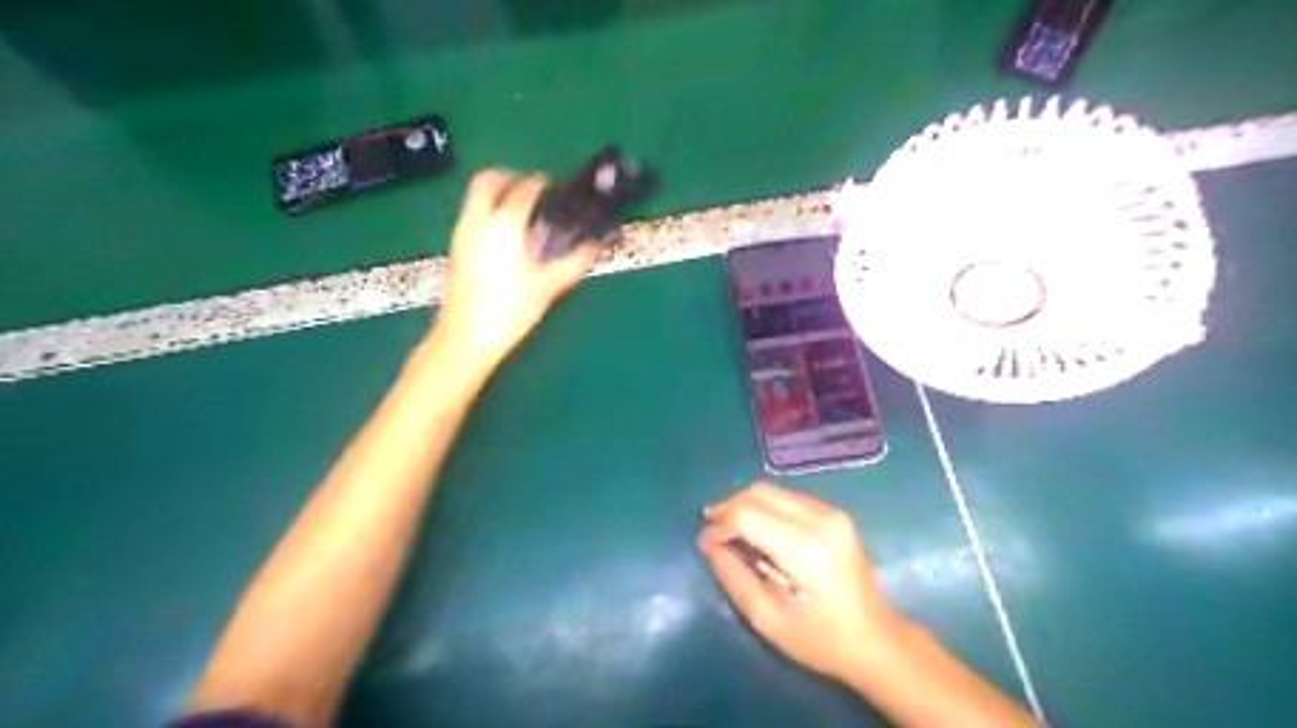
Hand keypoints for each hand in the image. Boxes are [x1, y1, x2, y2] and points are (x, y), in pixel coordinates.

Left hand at [432, 168, 599, 364]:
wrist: (467, 336)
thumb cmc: (510, 308)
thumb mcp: (549, 285)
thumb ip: (575, 262)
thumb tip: (598, 248)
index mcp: (505, 223)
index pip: (523, 189)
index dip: (540, 183)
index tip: (552, 186)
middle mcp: (478, 220)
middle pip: (487, 180)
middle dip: (509, 177)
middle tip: (530, 189)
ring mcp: (462, 233)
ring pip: (475, 196)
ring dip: (496, 193)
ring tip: (520, 211)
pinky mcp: (456, 248)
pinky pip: (471, 214)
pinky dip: (487, 210)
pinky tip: (505, 235)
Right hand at [699, 484, 903, 681]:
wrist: (876, 640)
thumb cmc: (819, 640)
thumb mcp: (766, 618)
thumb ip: (732, 575)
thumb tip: (707, 542)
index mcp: (804, 549)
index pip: (747, 514)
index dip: (719, 524)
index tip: (705, 543)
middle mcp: (820, 520)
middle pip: (758, 493)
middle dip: (729, 507)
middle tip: (712, 531)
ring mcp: (832, 513)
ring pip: (772, 490)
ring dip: (746, 504)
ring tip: (731, 529)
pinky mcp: (836, 513)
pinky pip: (788, 497)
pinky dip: (766, 507)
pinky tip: (759, 529)